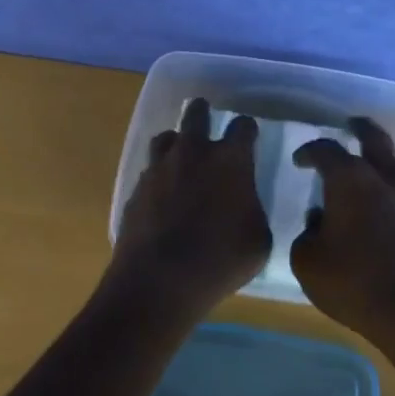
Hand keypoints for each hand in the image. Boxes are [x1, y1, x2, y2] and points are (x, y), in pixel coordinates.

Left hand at [108, 98, 272, 322]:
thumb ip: (253, 210)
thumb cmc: (219, 261)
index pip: (243, 126)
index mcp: (230, 160)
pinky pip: (149, 171)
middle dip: (204, 114)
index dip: (247, 131)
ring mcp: (159, 168)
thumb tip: (245, 204)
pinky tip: (162, 197)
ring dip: (176, 144)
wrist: (158, 282)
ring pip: (166, 137)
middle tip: (208, 127)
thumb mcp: (258, 240)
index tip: (249, 139)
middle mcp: (193, 152)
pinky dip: (158, 177)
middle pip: (197, 112)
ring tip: (181, 161)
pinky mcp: (136, 189)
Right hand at [290, 118, 394, 356]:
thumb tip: (319, 222)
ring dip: (374, 156)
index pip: (326, 150)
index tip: (298, 160)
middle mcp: (381, 178)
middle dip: (359, 128)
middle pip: (373, 138)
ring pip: (390, 161)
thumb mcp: (307, 260)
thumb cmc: (352, 281)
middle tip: (349, 124)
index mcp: (350, 179)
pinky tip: (371, 203)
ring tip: (358, 166)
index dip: (309, 152)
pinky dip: (383, 184)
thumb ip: (307, 233)